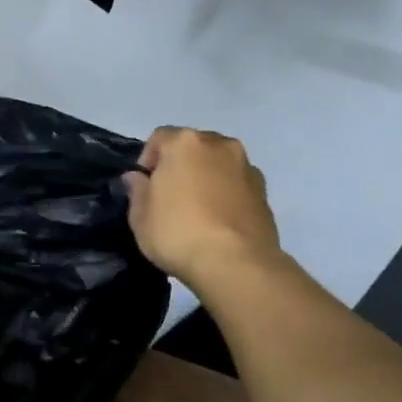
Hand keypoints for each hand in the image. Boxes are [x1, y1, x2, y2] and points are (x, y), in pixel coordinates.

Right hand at [124, 127, 282, 290]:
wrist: (236, 264)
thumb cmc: (177, 233)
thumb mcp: (140, 216)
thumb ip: (137, 190)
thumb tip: (137, 177)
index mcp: (185, 143)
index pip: (159, 138)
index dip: (147, 160)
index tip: (145, 187)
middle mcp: (219, 145)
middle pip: (192, 146)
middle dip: (180, 164)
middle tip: (169, 196)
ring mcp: (246, 167)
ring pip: (218, 163)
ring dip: (206, 177)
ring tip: (197, 209)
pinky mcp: (264, 192)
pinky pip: (236, 184)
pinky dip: (226, 193)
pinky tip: (218, 220)